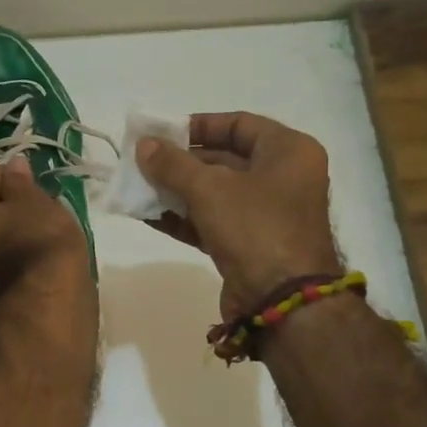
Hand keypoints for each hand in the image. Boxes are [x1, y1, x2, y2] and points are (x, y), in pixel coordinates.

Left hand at [0, 158, 90, 311]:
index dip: (11, 183)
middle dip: (0, 212)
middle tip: (33, 212)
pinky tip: (23, 261)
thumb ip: (19, 181)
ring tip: (32, 238)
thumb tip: (14, 164)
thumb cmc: (33, 238)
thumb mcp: (32, 200)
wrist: (42, 301)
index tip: (32, 188)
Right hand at [136, 112, 341, 316]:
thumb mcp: (209, 188)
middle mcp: (283, 178)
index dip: (199, 125)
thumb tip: (144, 145)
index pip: (239, 124)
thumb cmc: (255, 227)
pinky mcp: (250, 245)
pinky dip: (183, 217)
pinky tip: (148, 214)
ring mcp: (267, 215)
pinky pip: (212, 221)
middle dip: (181, 162)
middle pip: (225, 159)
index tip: (163, 133)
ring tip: (138, 186)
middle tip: (143, 161)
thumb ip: (172, 164)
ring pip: (215, 193)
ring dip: (176, 190)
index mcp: (288, 152)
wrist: (281, 302)